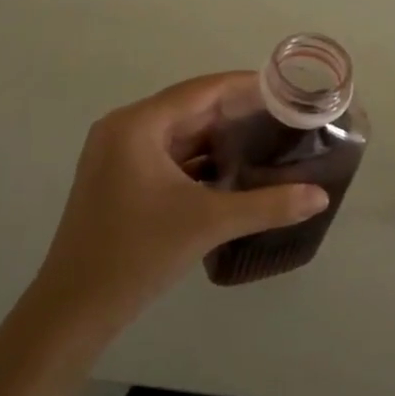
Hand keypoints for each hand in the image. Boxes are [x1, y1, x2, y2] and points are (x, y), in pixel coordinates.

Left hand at [26, 73, 328, 344]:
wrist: (74, 309)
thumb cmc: (136, 254)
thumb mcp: (207, 223)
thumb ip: (267, 205)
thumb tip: (320, 196)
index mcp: (137, 125)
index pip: (201, 90)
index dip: (246, 86)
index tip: (286, 88)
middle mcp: (124, 129)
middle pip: (191, 108)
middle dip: (237, 112)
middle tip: (285, 115)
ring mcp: (118, 156)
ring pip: (180, 134)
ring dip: (219, 137)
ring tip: (268, 138)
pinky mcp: (119, 180)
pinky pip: (168, 156)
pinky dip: (200, 159)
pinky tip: (234, 169)